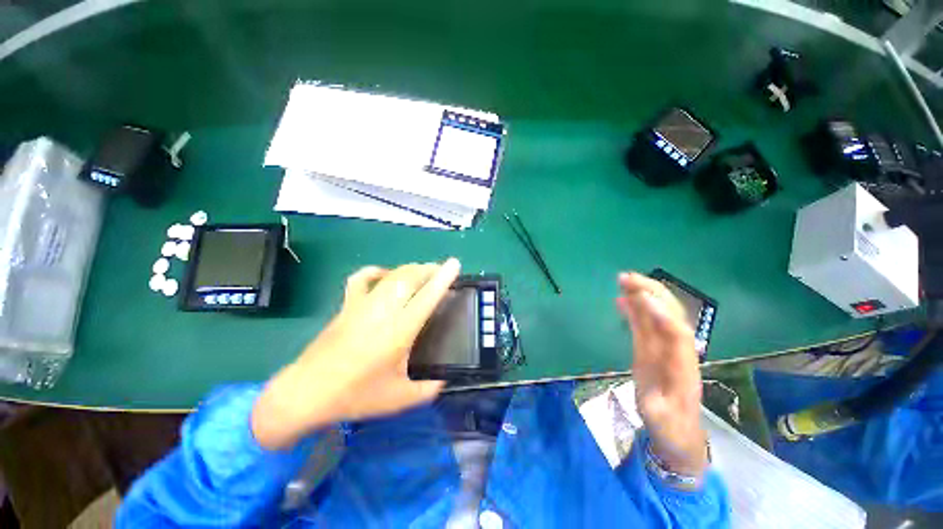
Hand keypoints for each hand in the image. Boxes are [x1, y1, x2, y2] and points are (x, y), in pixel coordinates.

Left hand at [251, 259, 460, 449]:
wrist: (306, 393)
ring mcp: (362, 304)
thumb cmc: (355, 396)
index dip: (443, 278)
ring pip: (392, 275)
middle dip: (429, 269)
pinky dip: (376, 271)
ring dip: (410, 269)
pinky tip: (384, 275)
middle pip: (410, 277)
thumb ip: (428, 389)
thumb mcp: (399, 399)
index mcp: (399, 331)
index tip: (455, 264)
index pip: (427, 296)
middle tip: (441, 271)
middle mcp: (383, 311)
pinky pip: (362, 278)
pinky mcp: (347, 305)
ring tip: (422, 272)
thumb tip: (446, 380)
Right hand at [616, 272, 707, 476]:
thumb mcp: (662, 420)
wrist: (678, 432)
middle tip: (625, 277)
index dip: (659, 313)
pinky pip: (645, 324)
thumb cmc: (669, 428)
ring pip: (657, 315)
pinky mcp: (653, 348)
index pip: (676, 333)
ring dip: (642, 295)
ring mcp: (664, 348)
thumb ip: (658, 397)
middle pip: (669, 314)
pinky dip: (635, 309)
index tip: (639, 296)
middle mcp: (676, 351)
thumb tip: (654, 368)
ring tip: (623, 280)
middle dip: (651, 293)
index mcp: (682, 367)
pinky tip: (622, 299)